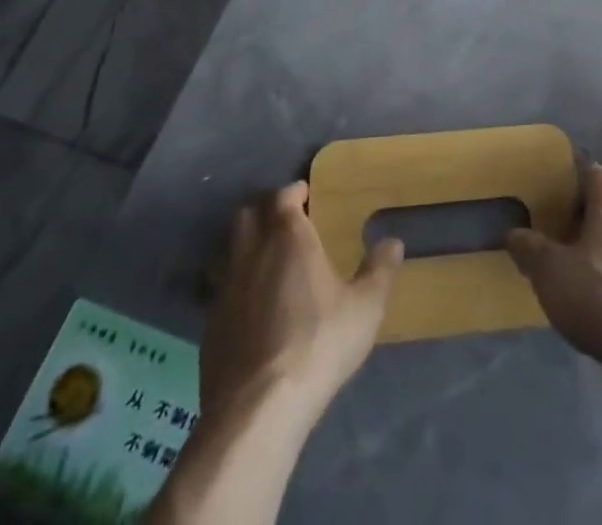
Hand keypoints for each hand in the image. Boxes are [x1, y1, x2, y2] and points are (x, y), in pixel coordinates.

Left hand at [202, 181, 402, 427]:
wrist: (259, 408)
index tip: (307, 196)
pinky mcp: (208, 325)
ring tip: (265, 262)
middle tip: (286, 224)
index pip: (284, 196)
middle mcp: (251, 252)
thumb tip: (393, 242)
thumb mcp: (365, 307)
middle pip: (248, 214)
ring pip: (228, 250)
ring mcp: (224, 288)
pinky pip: (218, 290)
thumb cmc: (319, 343)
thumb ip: (380, 271)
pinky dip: (233, 287)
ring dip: (244, 247)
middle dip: (265, 212)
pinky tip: (249, 308)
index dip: (294, 192)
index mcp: (288, 236)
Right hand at [506, 162, 601, 375]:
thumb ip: (529, 247)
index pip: (588, 169)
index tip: (545, 191)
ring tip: (574, 260)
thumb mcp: (550, 270)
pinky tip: (599, 290)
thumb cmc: (600, 294)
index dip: (566, 177)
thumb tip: (512, 233)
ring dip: (601, 241)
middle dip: (583, 210)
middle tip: (555, 226)